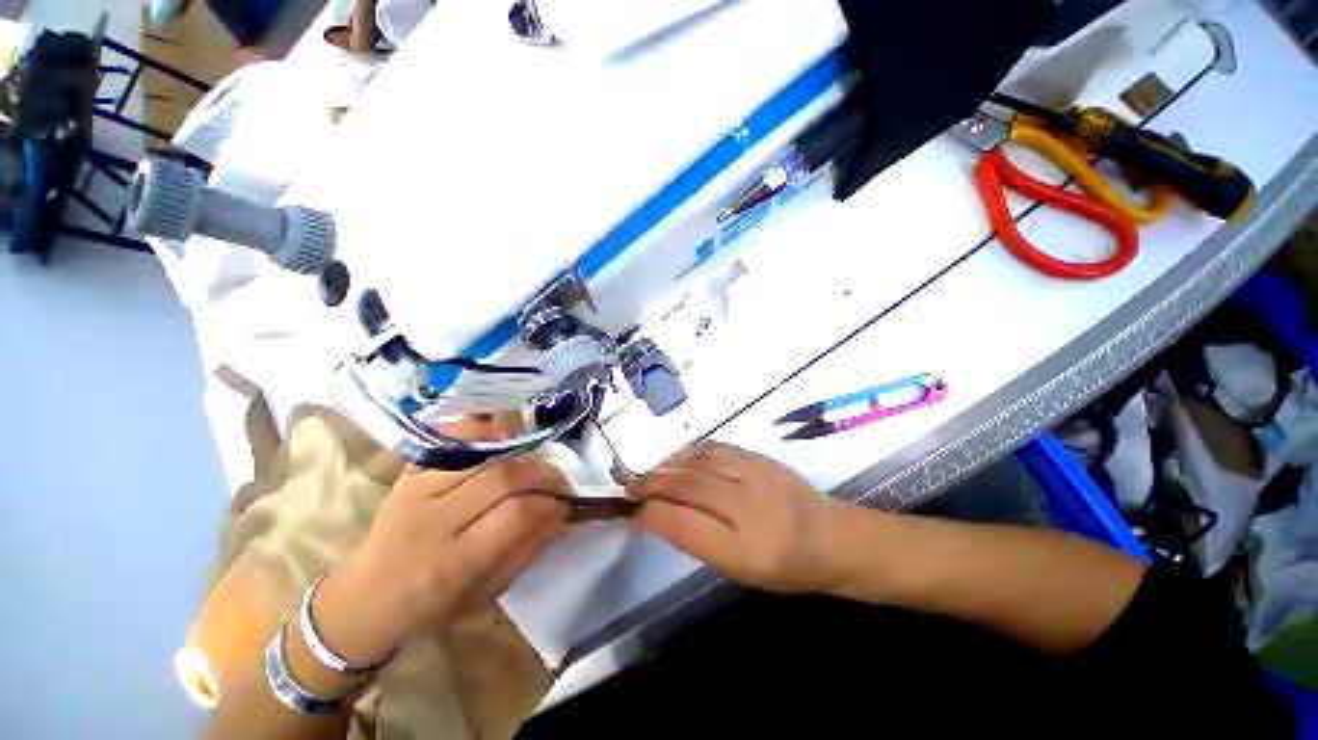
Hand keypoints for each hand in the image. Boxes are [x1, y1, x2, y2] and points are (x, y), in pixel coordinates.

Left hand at [314, 418, 571, 664]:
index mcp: (452, 563)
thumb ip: (527, 550)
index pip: (516, 514)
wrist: (368, 597)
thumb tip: (561, 513)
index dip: (550, 504)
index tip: (565, 505)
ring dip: (521, 452)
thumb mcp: (486, 593)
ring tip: (536, 462)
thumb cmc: (433, 605)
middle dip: (542, 475)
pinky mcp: (409, 472)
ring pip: (483, 454)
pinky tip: (504, 439)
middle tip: (558, 481)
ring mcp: (416, 490)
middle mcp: (432, 521)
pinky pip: (453, 439)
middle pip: (503, 478)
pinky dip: (484, 431)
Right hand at [627, 442, 844, 593]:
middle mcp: (750, 507)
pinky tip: (678, 459)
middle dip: (651, 483)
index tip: (634, 514)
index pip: (684, 524)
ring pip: (698, 461)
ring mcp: (756, 474)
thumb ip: (699, 540)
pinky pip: (715, 447)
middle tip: (629, 486)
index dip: (651, 515)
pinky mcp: (760, 456)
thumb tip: (660, 515)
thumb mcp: (740, 570)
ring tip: (650, 473)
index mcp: (745, 550)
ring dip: (667, 465)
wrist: (833, 537)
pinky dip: (689, 452)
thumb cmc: (786, 566)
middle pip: (687, 486)